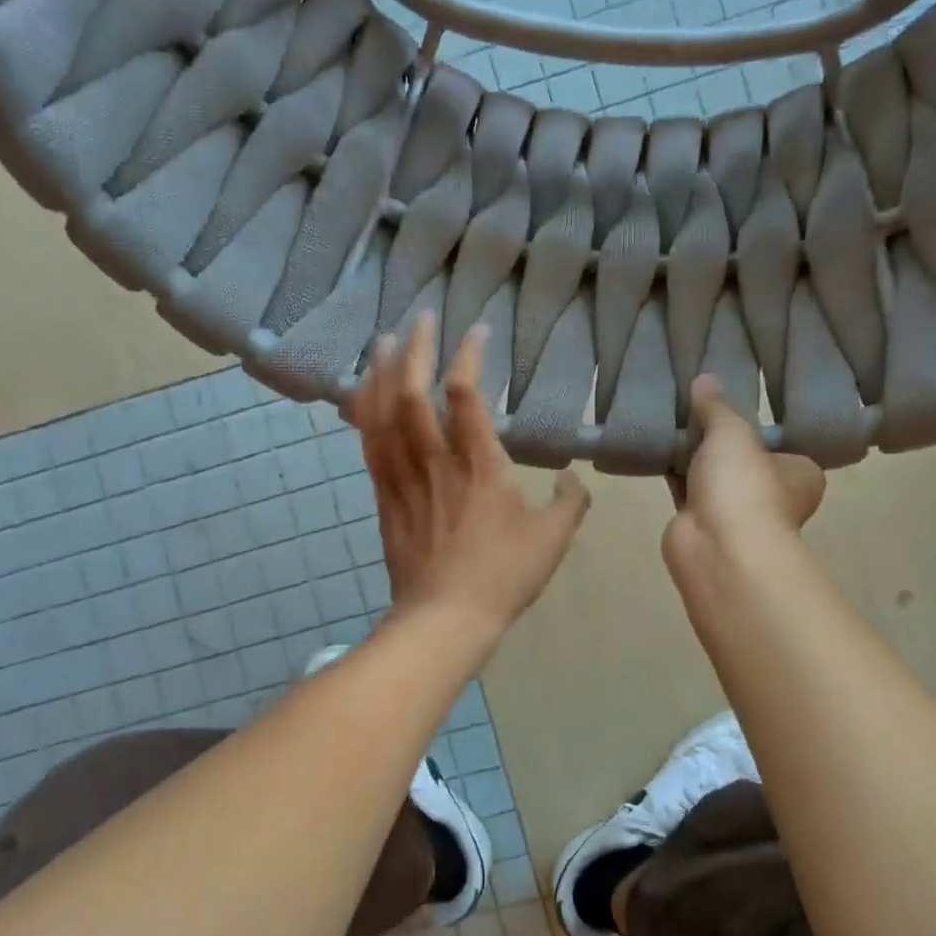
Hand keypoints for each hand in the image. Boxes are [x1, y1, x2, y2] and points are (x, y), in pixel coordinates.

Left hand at [350, 311, 590, 635]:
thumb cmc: (504, 576)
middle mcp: (436, 462)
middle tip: (422, 318)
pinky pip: (369, 445)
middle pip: (414, 394)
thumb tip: (572, 479)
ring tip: (384, 339)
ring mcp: (404, 478)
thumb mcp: (554, 539)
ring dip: (382, 372)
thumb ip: (570, 502)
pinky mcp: (384, 496)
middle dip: (417, 349)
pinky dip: (364, 412)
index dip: (469, 356)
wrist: (445, 618)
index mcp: (481, 466)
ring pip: (383, 415)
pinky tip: (362, 393)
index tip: (477, 332)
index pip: (466, 396)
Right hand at [663, 376, 825, 581]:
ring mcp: (736, 514)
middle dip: (720, 443)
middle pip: (744, 461)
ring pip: (713, 477)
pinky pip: (686, 492)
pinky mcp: (701, 526)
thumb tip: (705, 379)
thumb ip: (717, 407)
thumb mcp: (733, 432)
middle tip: (694, 409)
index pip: (782, 445)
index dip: (758, 428)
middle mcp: (774, 496)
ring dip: (694, 459)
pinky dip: (674, 476)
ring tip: (670, 422)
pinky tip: (656, 451)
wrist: (717, 547)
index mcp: (800, 474)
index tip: (732, 408)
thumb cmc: (744, 485)